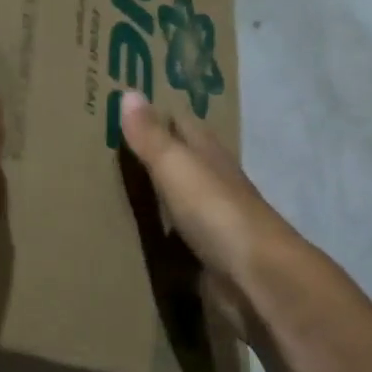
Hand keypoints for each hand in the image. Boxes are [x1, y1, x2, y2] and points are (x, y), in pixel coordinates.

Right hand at [116, 89, 346, 331]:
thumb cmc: (217, 213)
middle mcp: (216, 184)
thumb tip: (128, 92)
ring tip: (117, 188)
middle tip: (115, 147)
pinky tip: (138, 234)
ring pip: (182, 199)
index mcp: (210, 156)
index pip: (184, 125)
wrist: (257, 280)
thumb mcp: (177, 167)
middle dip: (157, 153)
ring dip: (159, 194)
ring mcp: (215, 223)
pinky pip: (179, 237)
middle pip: (185, 161)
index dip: (160, 115)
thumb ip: (151, 137)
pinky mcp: (210, 258)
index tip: (128, 108)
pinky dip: (162, 232)